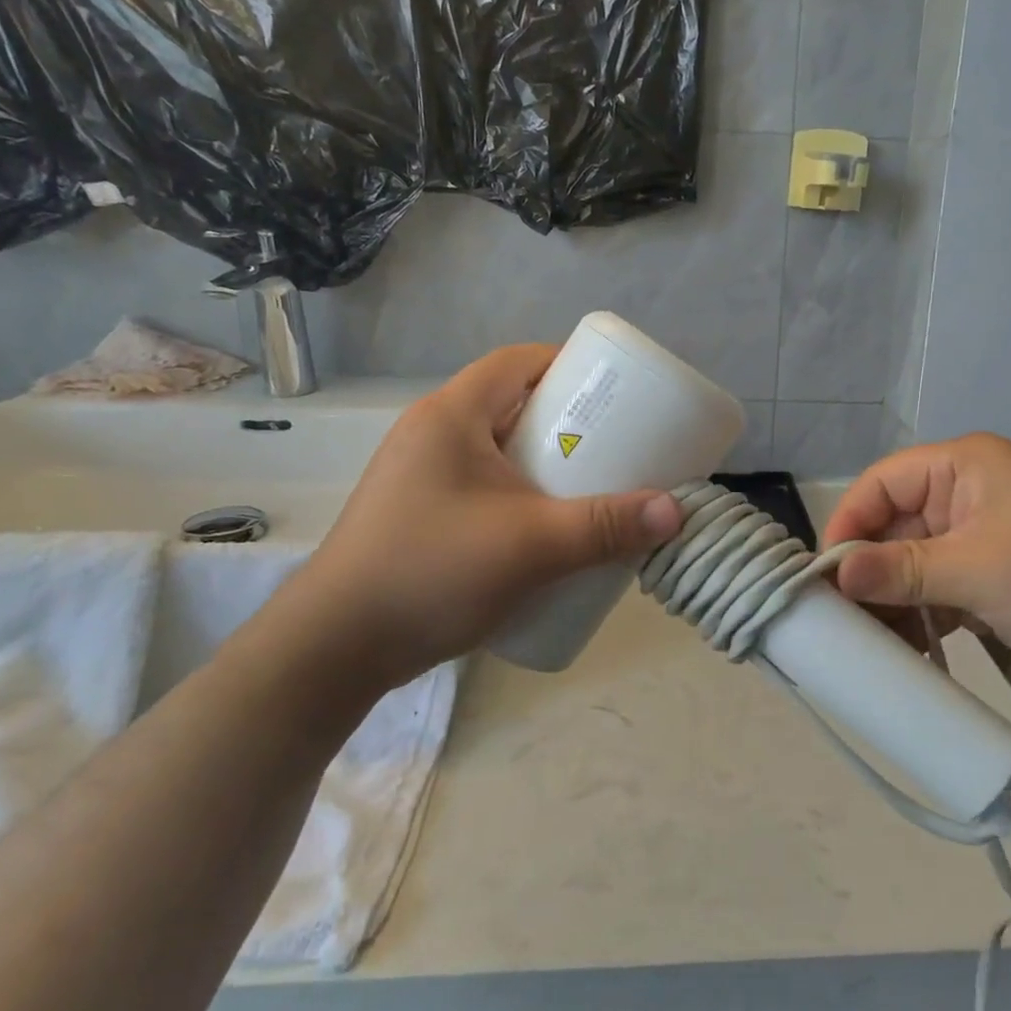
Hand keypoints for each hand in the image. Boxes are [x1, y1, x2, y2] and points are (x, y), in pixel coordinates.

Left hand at [274, 345, 682, 685]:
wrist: (335, 649)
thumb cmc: (431, 571)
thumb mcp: (530, 545)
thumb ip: (605, 527)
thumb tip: (675, 511)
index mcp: (451, 415)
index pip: (517, 361)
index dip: (568, 365)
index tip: (615, 392)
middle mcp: (431, 434)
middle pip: (511, 405)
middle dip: (566, 422)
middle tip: (615, 447)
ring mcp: (419, 476)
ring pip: (497, 450)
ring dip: (543, 463)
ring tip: (589, 489)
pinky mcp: (417, 514)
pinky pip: (482, 486)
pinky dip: (519, 494)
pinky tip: (545, 530)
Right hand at [821, 434, 1010, 688]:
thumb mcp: (979, 568)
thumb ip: (903, 570)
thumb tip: (836, 575)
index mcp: (960, 468)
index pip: (881, 484)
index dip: (848, 523)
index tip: (825, 575)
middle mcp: (962, 496)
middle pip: (892, 527)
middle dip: (868, 573)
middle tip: (842, 621)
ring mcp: (976, 541)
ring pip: (910, 565)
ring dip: (892, 602)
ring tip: (874, 644)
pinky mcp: (989, 581)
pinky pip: (935, 593)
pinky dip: (920, 619)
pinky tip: (908, 651)